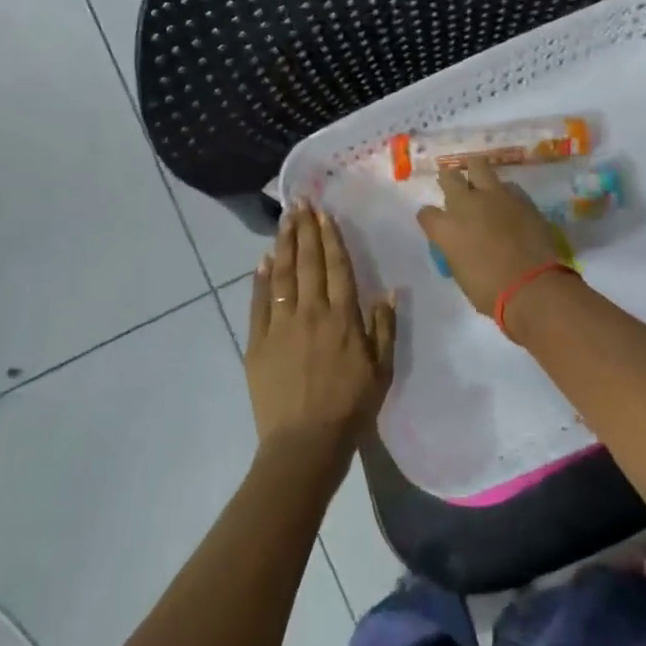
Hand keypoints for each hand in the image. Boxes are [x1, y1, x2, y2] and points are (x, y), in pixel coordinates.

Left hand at [246, 201, 396, 474]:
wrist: (305, 443)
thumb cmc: (351, 408)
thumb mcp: (382, 371)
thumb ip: (384, 328)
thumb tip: (388, 290)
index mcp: (343, 319)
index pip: (337, 268)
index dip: (331, 238)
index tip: (325, 214)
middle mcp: (311, 313)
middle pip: (308, 263)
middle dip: (305, 230)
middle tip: (300, 202)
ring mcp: (280, 325)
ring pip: (282, 275)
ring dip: (284, 244)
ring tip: (284, 220)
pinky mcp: (257, 342)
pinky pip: (258, 302)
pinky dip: (260, 279)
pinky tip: (263, 260)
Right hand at [415, 160, 569, 318]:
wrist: (532, 287)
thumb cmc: (490, 291)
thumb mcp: (461, 272)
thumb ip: (456, 249)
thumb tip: (461, 243)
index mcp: (446, 228)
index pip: (426, 213)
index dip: (430, 217)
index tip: (436, 222)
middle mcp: (466, 205)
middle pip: (449, 177)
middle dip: (449, 180)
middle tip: (454, 186)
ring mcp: (495, 197)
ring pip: (479, 166)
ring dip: (476, 174)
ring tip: (480, 182)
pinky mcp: (521, 198)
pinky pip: (507, 186)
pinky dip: (503, 192)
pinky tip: (507, 203)